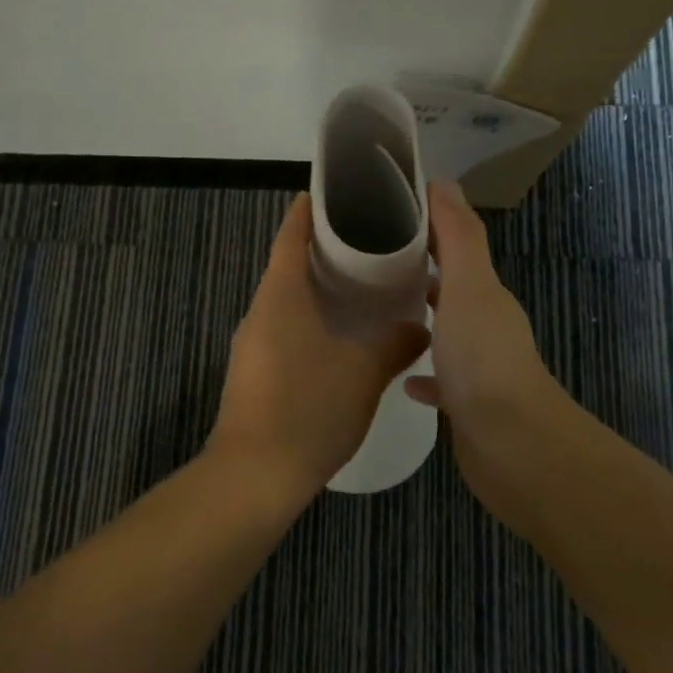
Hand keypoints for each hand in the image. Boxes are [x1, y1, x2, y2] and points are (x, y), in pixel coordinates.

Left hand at [208, 193, 429, 509]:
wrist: (253, 478)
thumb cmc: (308, 408)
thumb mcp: (363, 373)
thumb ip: (395, 343)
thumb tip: (420, 326)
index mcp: (280, 294)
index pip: (290, 235)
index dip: (309, 210)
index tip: (335, 193)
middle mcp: (261, 310)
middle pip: (288, 264)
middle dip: (324, 249)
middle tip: (369, 240)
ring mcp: (253, 343)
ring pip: (287, 299)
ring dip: (318, 287)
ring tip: (364, 284)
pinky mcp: (255, 372)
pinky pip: (285, 328)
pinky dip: (312, 319)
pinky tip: (342, 335)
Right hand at [406, 181, 573, 536]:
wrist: (513, 446)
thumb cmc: (484, 358)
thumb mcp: (469, 285)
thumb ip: (458, 235)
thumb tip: (443, 181)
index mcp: (484, 293)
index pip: (454, 245)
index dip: (425, 225)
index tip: (384, 211)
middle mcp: (485, 325)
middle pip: (449, 287)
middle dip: (416, 270)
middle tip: (366, 260)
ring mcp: (477, 368)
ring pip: (444, 332)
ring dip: (420, 318)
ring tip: (377, 310)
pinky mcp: (467, 406)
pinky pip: (440, 381)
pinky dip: (422, 373)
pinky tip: (400, 375)